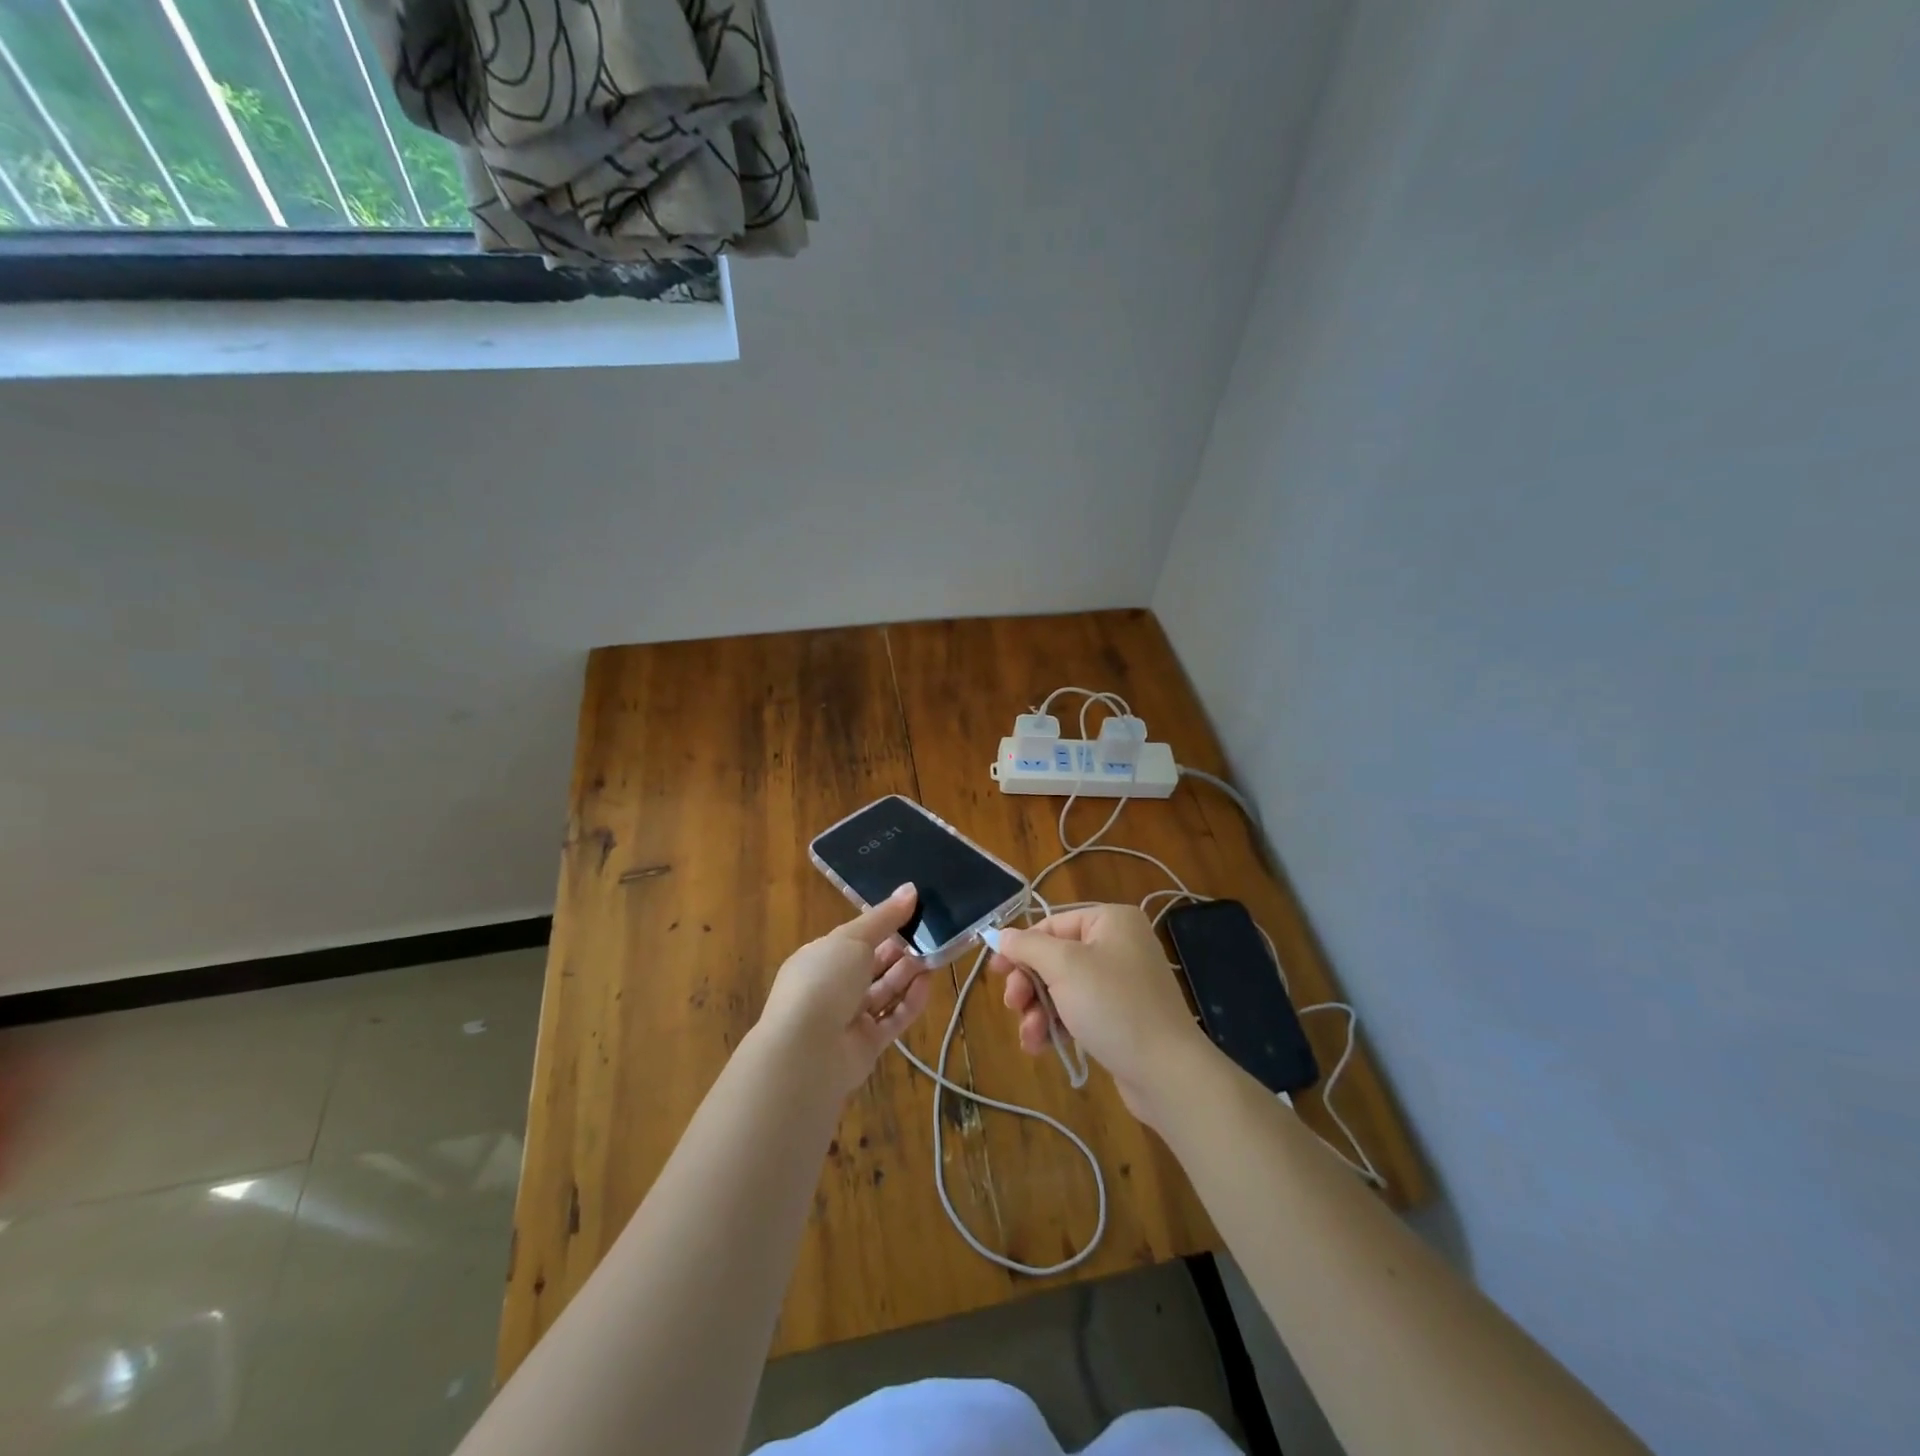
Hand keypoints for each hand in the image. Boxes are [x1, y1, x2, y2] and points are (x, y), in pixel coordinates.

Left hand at [758, 884, 934, 1097]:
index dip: (883, 924)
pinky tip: (929, 983)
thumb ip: (884, 917)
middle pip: (873, 964)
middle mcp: (833, 987)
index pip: (856, 937)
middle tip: (932, 932)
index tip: (914, 911)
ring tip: (936, 954)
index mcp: (821, 957)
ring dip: (909, 973)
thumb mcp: (853, 938)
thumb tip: (911, 889)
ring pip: (885, 991)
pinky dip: (911, 1001)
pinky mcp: (867, 1044)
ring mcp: (849, 1018)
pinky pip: (893, 1018)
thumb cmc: (824, 981)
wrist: (806, 1051)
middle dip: (900, 949)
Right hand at [988, 904, 1214, 1125]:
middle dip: (1029, 985)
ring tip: (1030, 1036)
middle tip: (1013, 1005)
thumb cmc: (1114, 1006)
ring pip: (1062, 988)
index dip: (1020, 947)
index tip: (994, 971)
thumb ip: (1028, 946)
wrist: (1167, 1072)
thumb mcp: (1064, 967)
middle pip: (1055, 957)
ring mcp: (1121, 982)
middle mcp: (1118, 945)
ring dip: (1039, 1010)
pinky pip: (1078, 1010)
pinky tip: (1042, 1046)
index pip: (1052, 924)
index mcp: (1111, 921)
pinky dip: (1058, 1024)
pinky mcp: (1121, 1016)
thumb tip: (1001, 935)